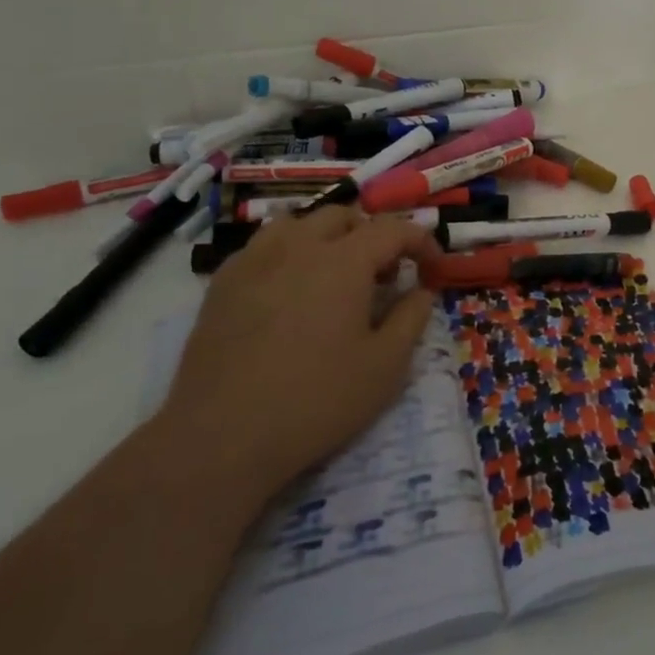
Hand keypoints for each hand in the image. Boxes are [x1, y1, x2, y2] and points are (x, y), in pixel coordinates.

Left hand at [156, 208, 439, 505]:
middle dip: (371, 236)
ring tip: (333, 274)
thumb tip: (421, 290)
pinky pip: (262, 247)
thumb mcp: (386, 365)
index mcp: (344, 261)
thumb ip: (411, 318)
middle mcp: (299, 246)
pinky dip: (287, 254)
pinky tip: (287, 291)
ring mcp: (254, 261)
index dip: (420, 241)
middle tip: (383, 275)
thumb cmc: (316, 400)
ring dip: (325, 238)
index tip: (431, 267)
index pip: (393, 229)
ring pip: (297, 223)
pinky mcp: (222, 284)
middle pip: (343, 217)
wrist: (222, 437)